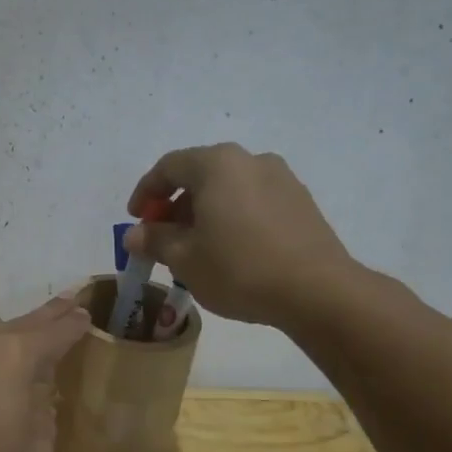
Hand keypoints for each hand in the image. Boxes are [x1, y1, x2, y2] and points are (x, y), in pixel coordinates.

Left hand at [0, 296, 89, 451]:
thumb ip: (45, 418)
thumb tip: (36, 401)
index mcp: (16, 356)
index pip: (57, 331)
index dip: (75, 324)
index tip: (85, 316)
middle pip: (25, 321)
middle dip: (49, 315)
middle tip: (68, 304)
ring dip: (10, 337)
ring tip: (21, 353)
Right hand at [124, 143, 359, 326]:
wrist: (317, 291)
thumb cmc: (239, 268)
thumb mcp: (184, 258)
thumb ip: (155, 240)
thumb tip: (134, 234)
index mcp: (217, 164)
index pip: (169, 167)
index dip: (146, 192)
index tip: (136, 219)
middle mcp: (250, 160)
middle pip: (200, 175)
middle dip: (175, 205)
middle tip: (163, 238)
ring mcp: (281, 179)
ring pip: (228, 189)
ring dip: (205, 212)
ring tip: (196, 248)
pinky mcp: (301, 203)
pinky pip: (253, 202)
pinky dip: (232, 218)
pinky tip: (230, 250)